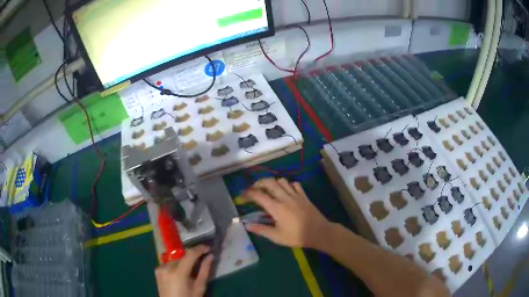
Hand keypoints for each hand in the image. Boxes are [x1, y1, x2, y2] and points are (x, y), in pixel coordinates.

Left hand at [155, 245, 212, 296]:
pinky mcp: (157, 270)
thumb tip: (210, 256)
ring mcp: (160, 268)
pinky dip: (177, 265)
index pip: (190, 254)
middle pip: (183, 256)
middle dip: (193, 257)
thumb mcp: (199, 287)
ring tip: (191, 270)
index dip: (200, 249)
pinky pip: (170, 263)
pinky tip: (181, 273)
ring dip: (185, 261)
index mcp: (178, 272)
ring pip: (176, 259)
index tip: (209, 248)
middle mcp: (167, 267)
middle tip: (202, 260)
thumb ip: (205, 270)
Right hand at [242, 178, 331, 249]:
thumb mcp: (277, 237)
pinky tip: (287, 191)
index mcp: (276, 208)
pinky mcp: (304, 196)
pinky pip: (295, 184)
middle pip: (269, 182)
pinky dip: (288, 184)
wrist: (319, 232)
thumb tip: (247, 225)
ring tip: (269, 190)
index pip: (258, 195)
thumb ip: (261, 230)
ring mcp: (296, 195)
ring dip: (273, 182)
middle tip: (254, 189)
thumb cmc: (297, 236)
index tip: (242, 195)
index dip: (248, 193)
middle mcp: (284, 198)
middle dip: (259, 183)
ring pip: (282, 181)